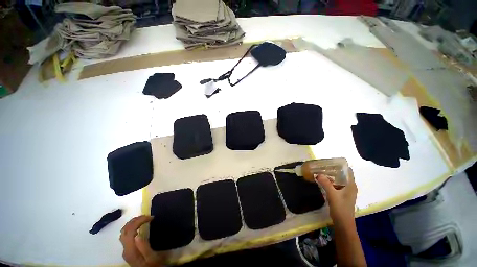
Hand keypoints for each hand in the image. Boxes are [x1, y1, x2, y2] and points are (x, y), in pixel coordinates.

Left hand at [120, 215, 163, 266]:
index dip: (139, 221)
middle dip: (135, 220)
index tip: (151, 217)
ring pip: (124, 231)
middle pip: (125, 230)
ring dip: (133, 222)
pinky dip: (132, 227)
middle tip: (148, 216)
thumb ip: (144, 247)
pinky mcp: (127, 249)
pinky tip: (139, 227)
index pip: (130, 231)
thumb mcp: (151, 257)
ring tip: (144, 219)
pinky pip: (126, 234)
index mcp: (130, 250)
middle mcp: (125, 249)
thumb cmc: (153, 265)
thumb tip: (137, 234)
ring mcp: (125, 249)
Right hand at [315, 168, 356, 223]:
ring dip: (331, 175)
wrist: (343, 223)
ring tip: (321, 171)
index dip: (341, 165)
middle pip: (342, 174)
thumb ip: (325, 183)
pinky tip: (322, 181)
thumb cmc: (340, 208)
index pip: (348, 171)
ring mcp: (346, 191)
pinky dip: (330, 181)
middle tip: (322, 165)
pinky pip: (336, 185)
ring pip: (338, 180)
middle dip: (333, 169)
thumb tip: (318, 174)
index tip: (330, 161)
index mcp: (351, 185)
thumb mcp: (332, 194)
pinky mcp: (341, 195)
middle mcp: (350, 187)